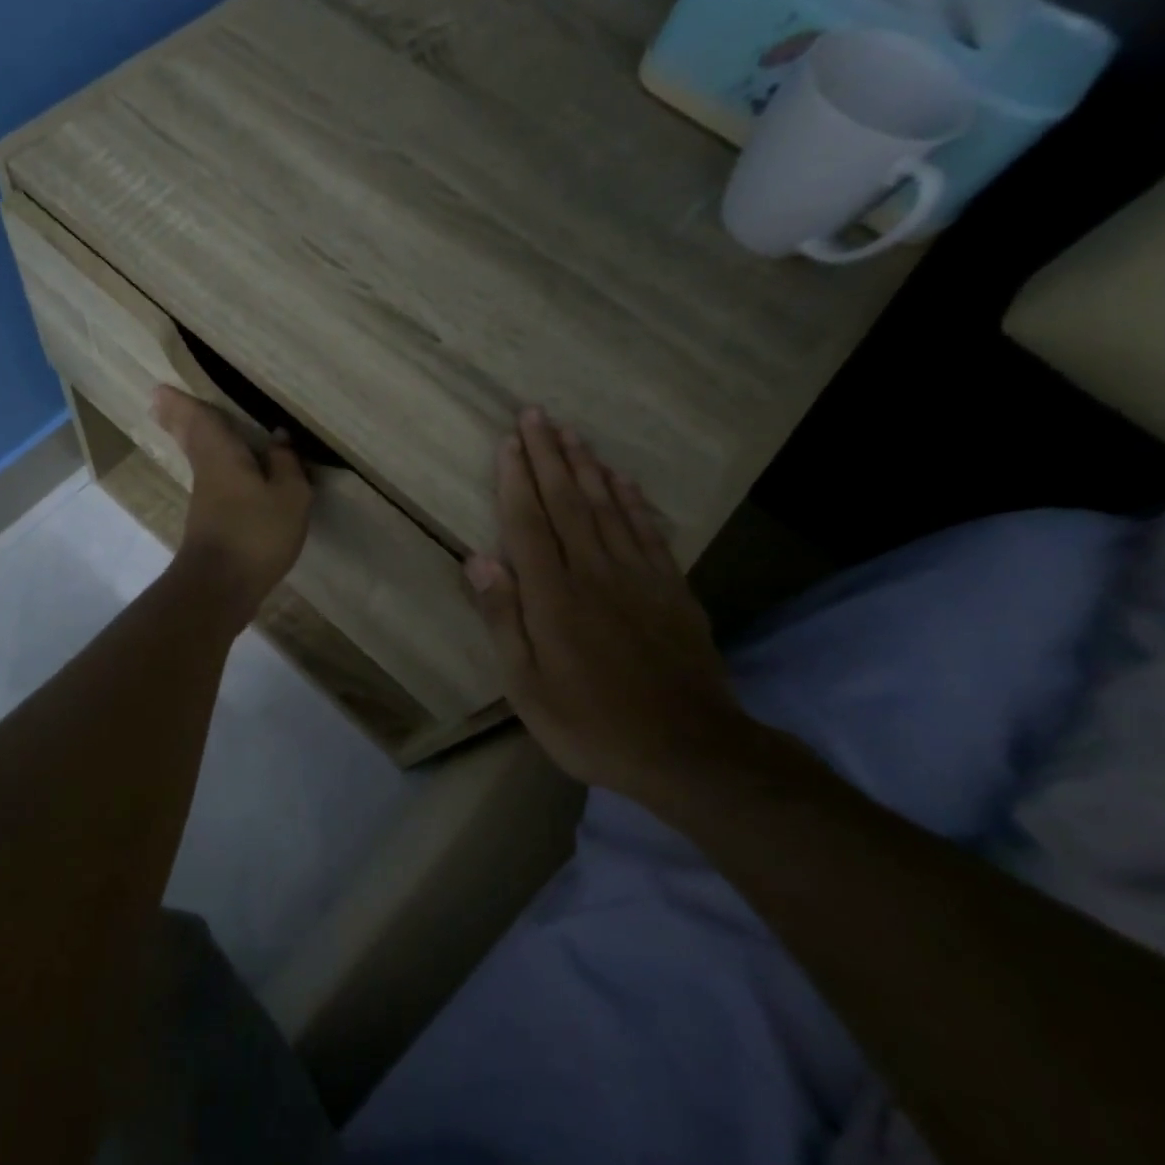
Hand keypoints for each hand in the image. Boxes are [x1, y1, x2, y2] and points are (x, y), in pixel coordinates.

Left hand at [151, 386, 311, 619]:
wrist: (221, 588)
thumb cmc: (256, 534)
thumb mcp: (289, 496)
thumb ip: (286, 464)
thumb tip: (279, 438)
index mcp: (222, 455)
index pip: (198, 419)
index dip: (182, 402)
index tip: (160, 388)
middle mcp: (207, 471)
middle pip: (190, 438)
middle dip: (177, 418)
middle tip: (161, 401)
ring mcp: (205, 500)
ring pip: (200, 458)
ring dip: (194, 439)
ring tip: (196, 424)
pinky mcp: (210, 523)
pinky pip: (213, 480)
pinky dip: (215, 466)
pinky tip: (231, 472)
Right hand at [465, 408, 749, 800]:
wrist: (688, 750)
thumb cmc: (590, 723)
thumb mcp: (527, 685)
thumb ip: (503, 618)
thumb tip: (476, 559)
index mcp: (553, 595)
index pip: (528, 522)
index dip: (516, 479)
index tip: (509, 441)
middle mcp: (594, 572)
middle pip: (567, 501)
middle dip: (548, 455)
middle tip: (535, 414)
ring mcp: (638, 576)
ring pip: (607, 506)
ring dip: (587, 465)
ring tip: (571, 432)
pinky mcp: (672, 589)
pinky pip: (647, 530)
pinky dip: (632, 499)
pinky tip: (621, 479)